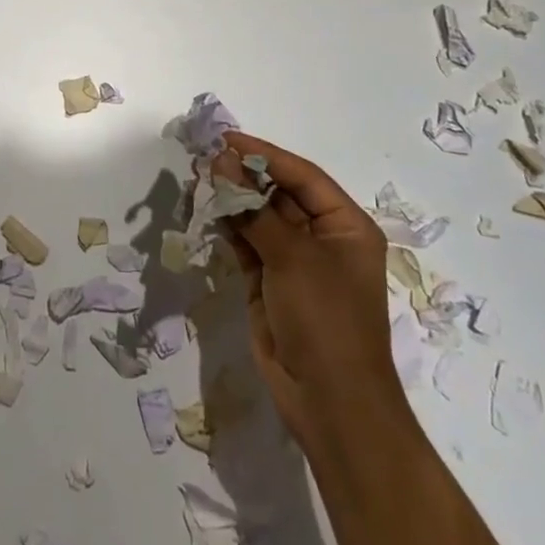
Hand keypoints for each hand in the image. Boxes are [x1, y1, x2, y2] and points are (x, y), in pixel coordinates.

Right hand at [214, 134, 409, 454]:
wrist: (330, 405)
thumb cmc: (326, 321)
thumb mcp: (293, 258)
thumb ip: (253, 208)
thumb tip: (222, 161)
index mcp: (345, 225)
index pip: (302, 175)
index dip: (264, 154)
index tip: (225, 138)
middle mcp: (322, 237)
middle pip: (279, 193)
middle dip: (244, 175)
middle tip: (204, 156)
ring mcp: (295, 261)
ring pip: (259, 217)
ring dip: (232, 199)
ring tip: (199, 178)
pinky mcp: (271, 282)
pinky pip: (248, 243)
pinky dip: (228, 226)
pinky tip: (206, 209)